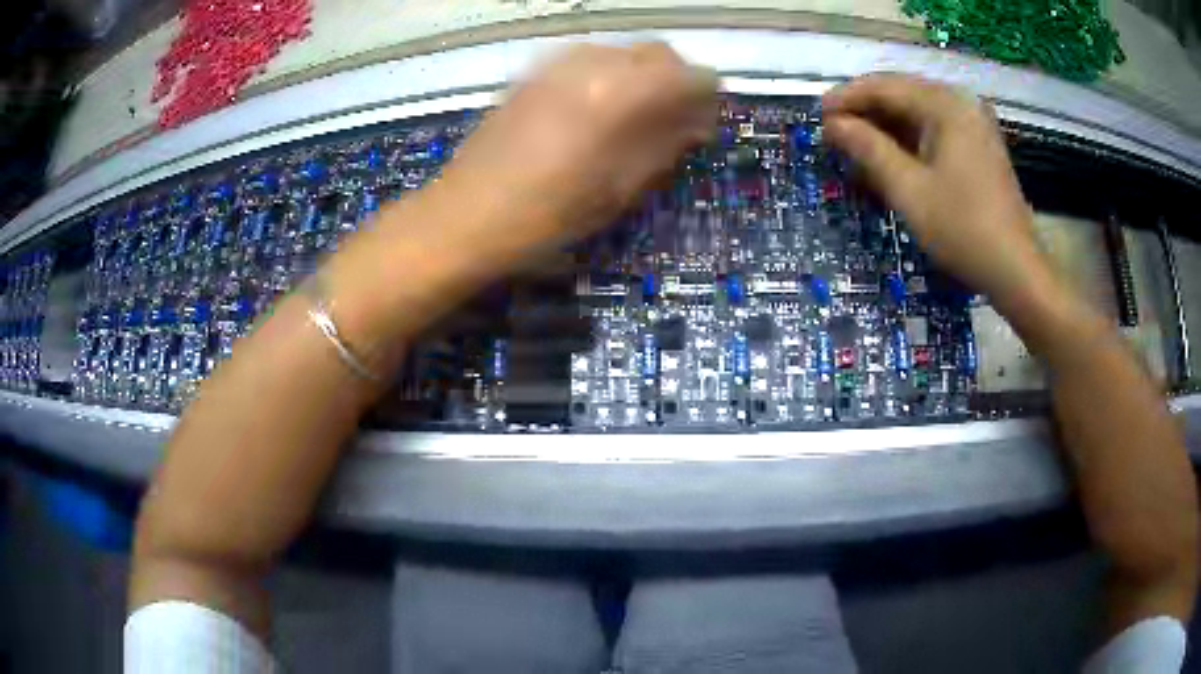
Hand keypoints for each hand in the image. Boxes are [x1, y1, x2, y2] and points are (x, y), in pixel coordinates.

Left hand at [440, 42, 717, 255]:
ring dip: (642, 76)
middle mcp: (593, 63)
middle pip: (658, 52)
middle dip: (676, 82)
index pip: (691, 75)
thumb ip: (665, 145)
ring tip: (634, 117)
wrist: (467, 214)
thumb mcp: (620, 189)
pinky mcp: (535, 70)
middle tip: (674, 121)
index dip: (706, 99)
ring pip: (623, 51)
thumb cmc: (548, 214)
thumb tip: (695, 122)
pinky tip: (596, 109)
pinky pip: (588, 59)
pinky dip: (608, 76)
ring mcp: (559, 62)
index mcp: (621, 94)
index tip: (704, 125)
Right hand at [822, 74, 1057, 314]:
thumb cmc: (962, 229)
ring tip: (856, 147)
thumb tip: (832, 124)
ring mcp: (973, 124)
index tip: (817, 118)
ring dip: (885, 126)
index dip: (846, 98)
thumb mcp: (909, 190)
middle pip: (901, 94)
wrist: (1016, 270)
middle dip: (865, 111)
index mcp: (945, 105)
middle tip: (833, 134)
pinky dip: (909, 140)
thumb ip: (868, 148)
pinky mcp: (978, 146)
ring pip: (917, 112)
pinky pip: (934, 130)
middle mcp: (960, 104)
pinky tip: (891, 157)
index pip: (884, 87)